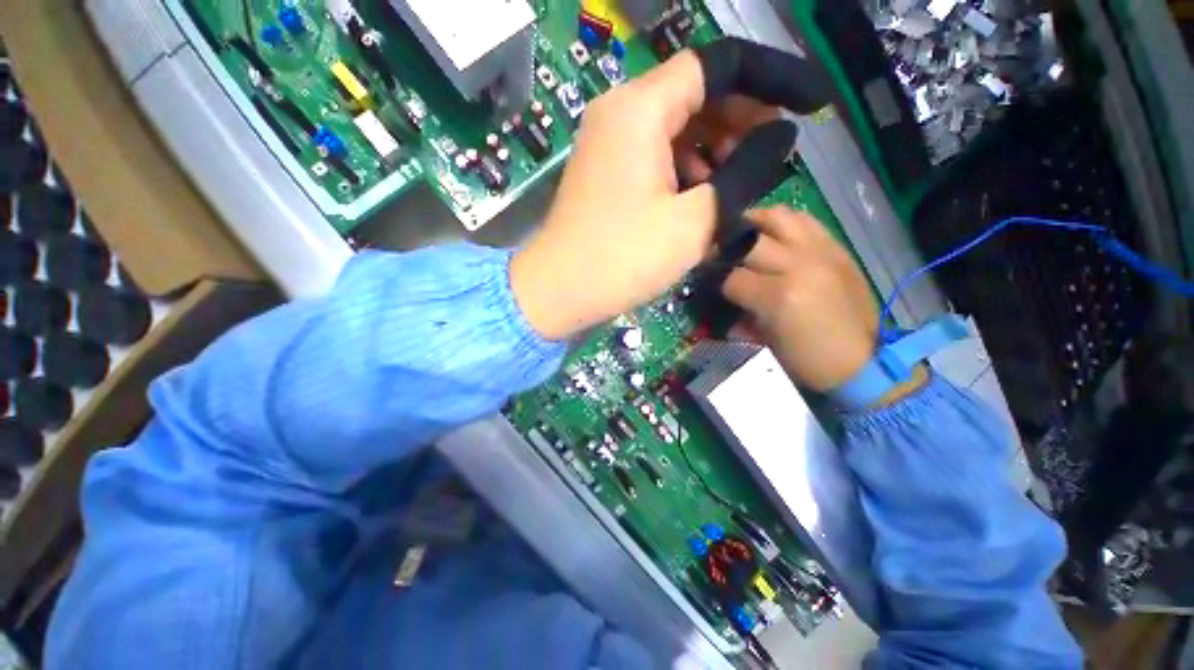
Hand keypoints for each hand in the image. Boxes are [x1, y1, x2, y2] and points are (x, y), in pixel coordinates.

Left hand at [510, 39, 833, 339]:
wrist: (559, 291)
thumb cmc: (623, 259)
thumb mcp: (696, 219)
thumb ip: (746, 171)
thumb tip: (780, 137)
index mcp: (641, 108)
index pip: (719, 65)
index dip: (773, 79)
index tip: (812, 105)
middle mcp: (621, 111)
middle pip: (696, 92)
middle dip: (742, 118)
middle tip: (771, 153)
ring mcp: (609, 142)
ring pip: (677, 126)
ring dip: (715, 147)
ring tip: (738, 182)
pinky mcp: (606, 170)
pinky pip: (656, 152)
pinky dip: (686, 167)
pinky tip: (701, 197)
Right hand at [722, 207, 878, 391]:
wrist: (862, 360)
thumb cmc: (806, 358)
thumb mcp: (764, 339)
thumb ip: (740, 311)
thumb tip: (722, 294)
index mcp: (779, 296)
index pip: (732, 277)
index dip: (715, 280)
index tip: (708, 281)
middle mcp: (799, 264)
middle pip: (749, 241)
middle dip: (726, 247)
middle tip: (716, 253)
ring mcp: (821, 252)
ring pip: (779, 216)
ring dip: (755, 222)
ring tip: (744, 233)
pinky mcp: (837, 248)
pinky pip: (806, 221)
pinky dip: (784, 224)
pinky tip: (775, 235)